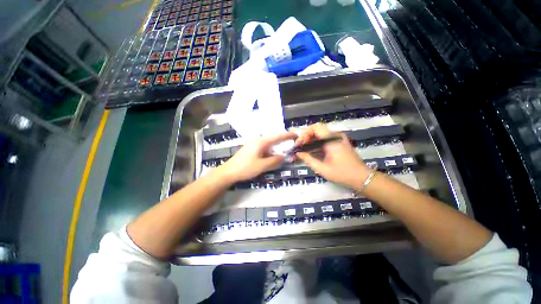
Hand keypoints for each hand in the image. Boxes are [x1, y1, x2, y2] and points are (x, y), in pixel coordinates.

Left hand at [218, 132, 296, 182]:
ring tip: (282, 155)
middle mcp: (257, 141)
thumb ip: (274, 161)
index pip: (277, 137)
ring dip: (275, 150)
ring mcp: (253, 145)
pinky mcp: (250, 150)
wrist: (228, 172)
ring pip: (268, 146)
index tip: (295, 134)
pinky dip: (269, 153)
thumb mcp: (262, 166)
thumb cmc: (245, 168)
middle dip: (282, 144)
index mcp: (261, 142)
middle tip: (290, 147)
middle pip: (273, 140)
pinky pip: (263, 149)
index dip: (287, 135)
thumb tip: (283, 157)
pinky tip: (271, 158)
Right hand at [295, 123, 371, 188]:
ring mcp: (339, 139)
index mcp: (331, 140)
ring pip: (321, 135)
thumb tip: (298, 153)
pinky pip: (326, 140)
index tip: (300, 143)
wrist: (363, 178)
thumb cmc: (342, 174)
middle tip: (300, 148)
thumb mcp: (322, 169)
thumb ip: (308, 159)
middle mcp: (335, 136)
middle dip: (306, 138)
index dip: (305, 133)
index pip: (315, 127)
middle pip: (317, 130)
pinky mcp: (340, 143)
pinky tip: (313, 152)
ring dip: (311, 141)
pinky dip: (317, 144)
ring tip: (304, 150)